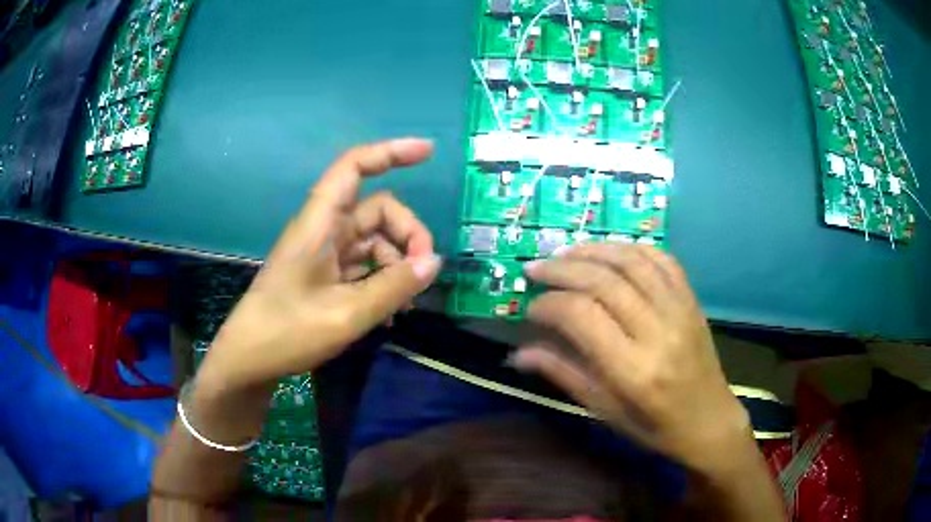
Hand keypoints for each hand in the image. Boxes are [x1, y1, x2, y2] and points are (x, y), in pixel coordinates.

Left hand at [197, 138, 442, 394]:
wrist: (249, 360)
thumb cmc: (287, 332)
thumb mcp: (346, 314)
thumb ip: (393, 287)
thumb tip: (434, 263)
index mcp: (320, 223)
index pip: (355, 167)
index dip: (391, 152)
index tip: (429, 152)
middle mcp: (324, 229)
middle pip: (378, 210)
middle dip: (408, 235)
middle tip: (424, 273)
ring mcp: (324, 253)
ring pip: (375, 240)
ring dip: (397, 265)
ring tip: (406, 304)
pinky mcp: (325, 274)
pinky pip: (364, 265)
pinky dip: (382, 281)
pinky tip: (390, 315)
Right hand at [514, 244, 750, 475]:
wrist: (709, 420)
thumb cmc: (654, 426)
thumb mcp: (604, 410)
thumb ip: (563, 374)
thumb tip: (518, 354)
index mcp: (633, 370)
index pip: (581, 315)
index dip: (549, 304)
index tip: (531, 308)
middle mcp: (658, 332)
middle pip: (603, 281)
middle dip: (562, 269)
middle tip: (535, 269)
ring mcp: (679, 310)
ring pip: (632, 261)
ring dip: (593, 250)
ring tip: (565, 254)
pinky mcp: (691, 300)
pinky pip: (662, 259)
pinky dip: (631, 248)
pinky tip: (610, 252)